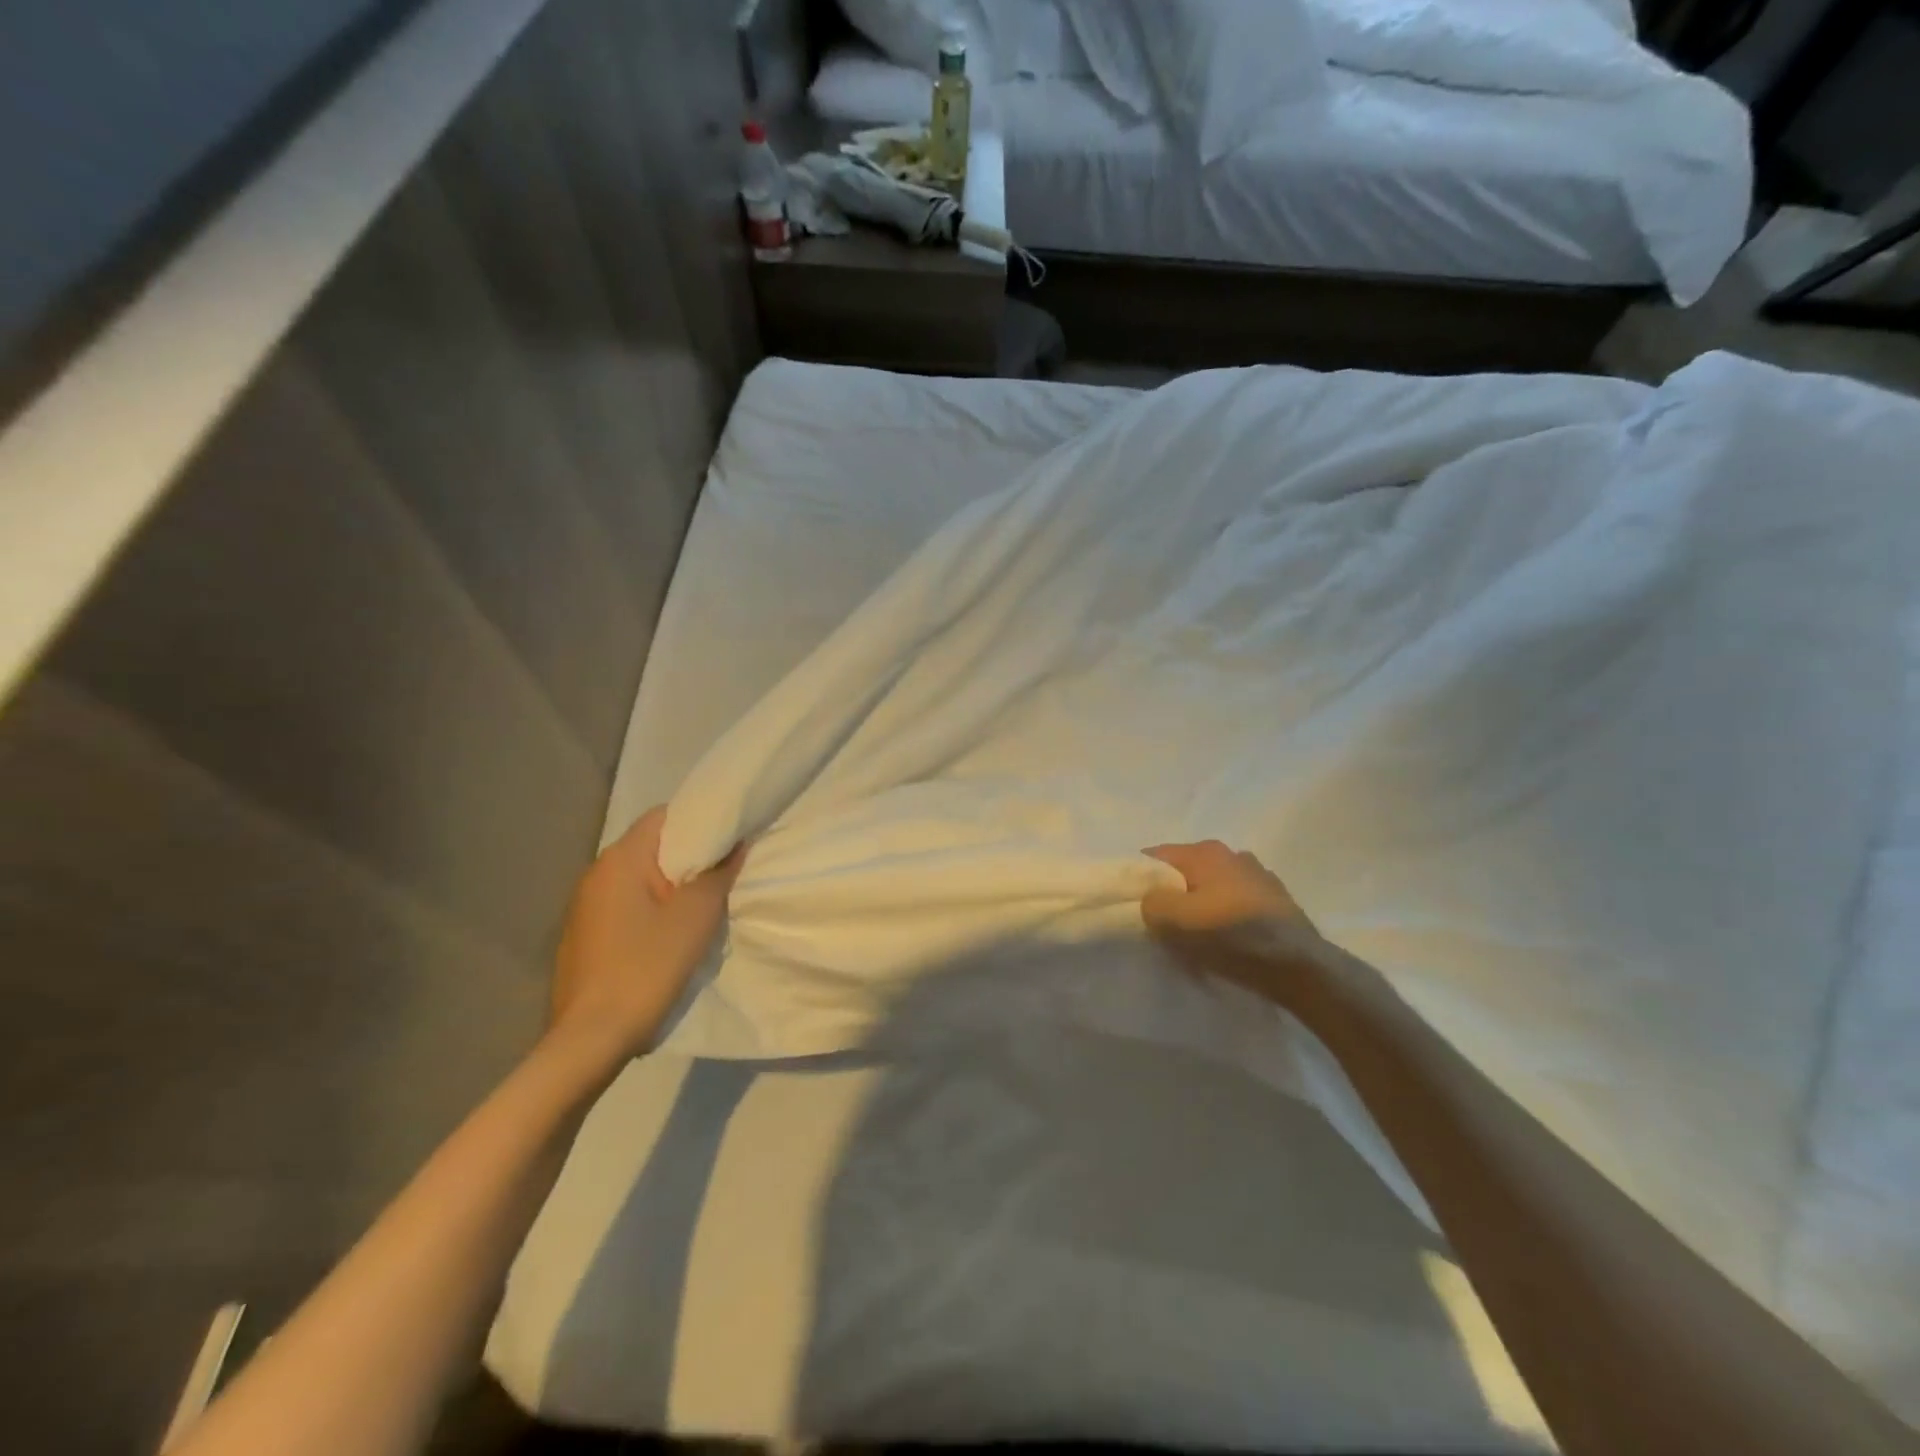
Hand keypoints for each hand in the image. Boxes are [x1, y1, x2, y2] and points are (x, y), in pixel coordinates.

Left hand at [548, 805, 744, 1062]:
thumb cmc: (646, 967)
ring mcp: (585, 906)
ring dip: (671, 884)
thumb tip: (735, 845)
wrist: (591, 1038)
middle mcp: (596, 873)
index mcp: (620, 860)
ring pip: (639, 877)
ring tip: (703, 902)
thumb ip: (718, 874)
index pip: (662, 816)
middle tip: (724, 870)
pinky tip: (670, 933)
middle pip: (651, 846)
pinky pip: (626, 904)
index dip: (699, 820)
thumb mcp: (696, 917)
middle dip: (688, 855)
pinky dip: (651, 907)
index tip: (729, 837)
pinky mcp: (584, 935)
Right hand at [1141, 840, 1324, 1000]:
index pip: (1155, 857)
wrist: (1300, 967)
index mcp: (1205, 851)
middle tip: (1160, 925)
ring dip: (1200, 907)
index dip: (1138, 879)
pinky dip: (1225, 918)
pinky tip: (1226, 942)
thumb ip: (1151, 903)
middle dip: (1171, 894)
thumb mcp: (1175, 921)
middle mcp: (1233, 854)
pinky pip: (1236, 905)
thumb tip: (1152, 901)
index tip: (1131, 905)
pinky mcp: (1278, 902)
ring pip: (1212, 888)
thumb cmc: (1231, 936)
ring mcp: (1260, 876)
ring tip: (1195, 937)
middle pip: (1185, 872)